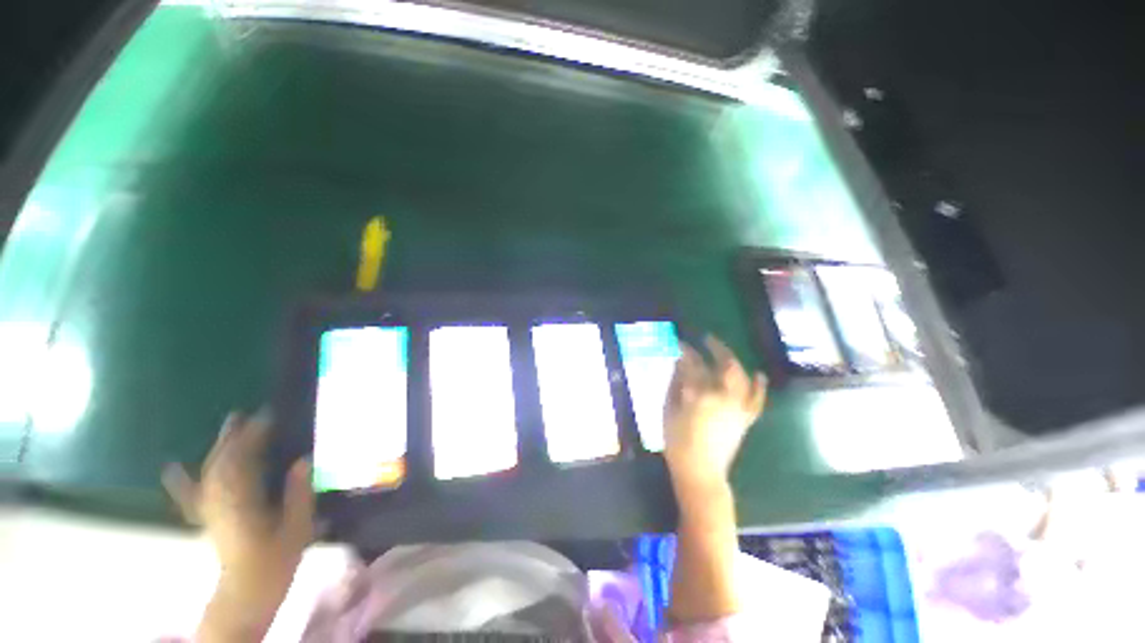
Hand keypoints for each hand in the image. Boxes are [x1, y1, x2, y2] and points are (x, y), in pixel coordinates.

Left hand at [163, 412, 313, 617]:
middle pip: (222, 464)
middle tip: (247, 415)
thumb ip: (298, 494)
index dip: (254, 437)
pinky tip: (172, 469)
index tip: (269, 417)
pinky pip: (192, 497)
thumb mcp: (296, 529)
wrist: (246, 594)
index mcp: (242, 504)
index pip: (243, 462)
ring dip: (220, 448)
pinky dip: (182, 481)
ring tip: (230, 427)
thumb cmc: (276, 562)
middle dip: (233, 437)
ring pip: (210, 473)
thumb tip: (302, 460)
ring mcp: (210, 511)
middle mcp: (220, 503)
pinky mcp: (208, 519)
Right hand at [663, 336, 765, 490]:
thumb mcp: (669, 410)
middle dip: (715, 347)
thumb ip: (674, 384)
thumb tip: (678, 363)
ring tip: (723, 350)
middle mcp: (723, 396)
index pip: (693, 364)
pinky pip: (757, 399)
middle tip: (706, 338)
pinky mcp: (746, 419)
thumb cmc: (677, 441)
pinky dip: (759, 386)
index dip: (686, 351)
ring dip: (733, 359)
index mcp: (700, 395)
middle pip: (724, 364)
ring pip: (741, 376)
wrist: (700, 472)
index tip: (680, 343)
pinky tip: (759, 373)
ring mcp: (738, 407)